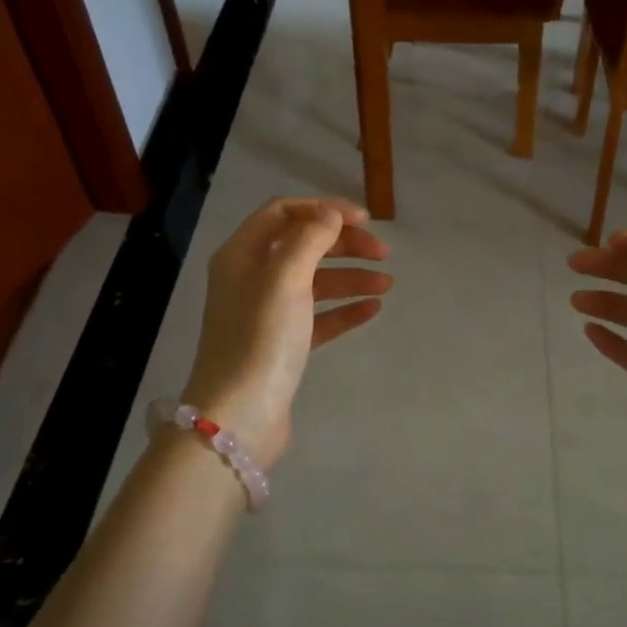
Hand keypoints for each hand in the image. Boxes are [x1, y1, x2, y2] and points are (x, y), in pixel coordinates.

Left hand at [183, 198, 390, 469]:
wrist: (240, 416)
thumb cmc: (260, 339)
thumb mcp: (285, 278)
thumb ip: (310, 239)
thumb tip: (330, 215)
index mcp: (242, 254)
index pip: (283, 212)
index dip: (324, 209)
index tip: (365, 221)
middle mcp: (250, 278)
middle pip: (302, 245)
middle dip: (344, 244)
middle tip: (384, 254)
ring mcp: (266, 314)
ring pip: (314, 282)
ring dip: (350, 277)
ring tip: (387, 285)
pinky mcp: (282, 345)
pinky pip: (318, 317)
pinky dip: (343, 309)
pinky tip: (372, 310)